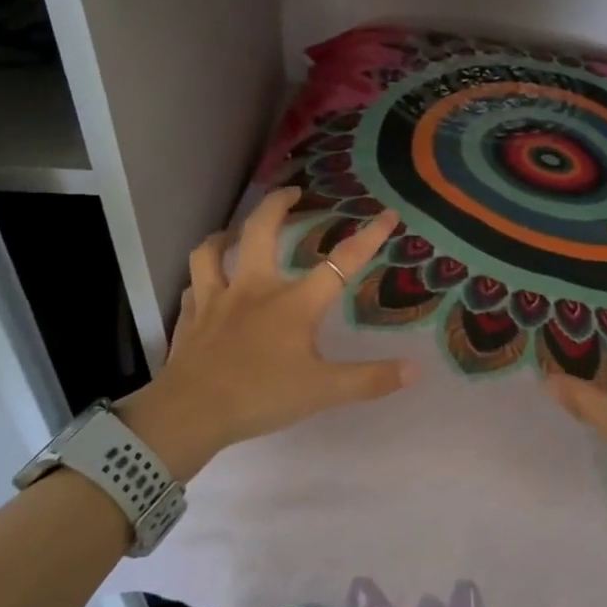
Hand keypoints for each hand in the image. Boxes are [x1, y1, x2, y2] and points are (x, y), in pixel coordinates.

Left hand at [116, 188, 417, 479]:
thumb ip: (370, 380)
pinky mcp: (190, 317)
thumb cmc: (261, 396)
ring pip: (212, 251)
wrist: (190, 413)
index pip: (340, 263)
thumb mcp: (323, 391)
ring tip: (235, 230)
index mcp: (293, 303)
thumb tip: (416, 369)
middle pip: (261, 231)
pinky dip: (201, 278)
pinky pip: (193, 286)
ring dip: (226, 234)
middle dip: (276, 204)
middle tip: (292, 192)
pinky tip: (204, 282)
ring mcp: (216, 299)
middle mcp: (254, 289)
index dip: (368, 237)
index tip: (387, 214)